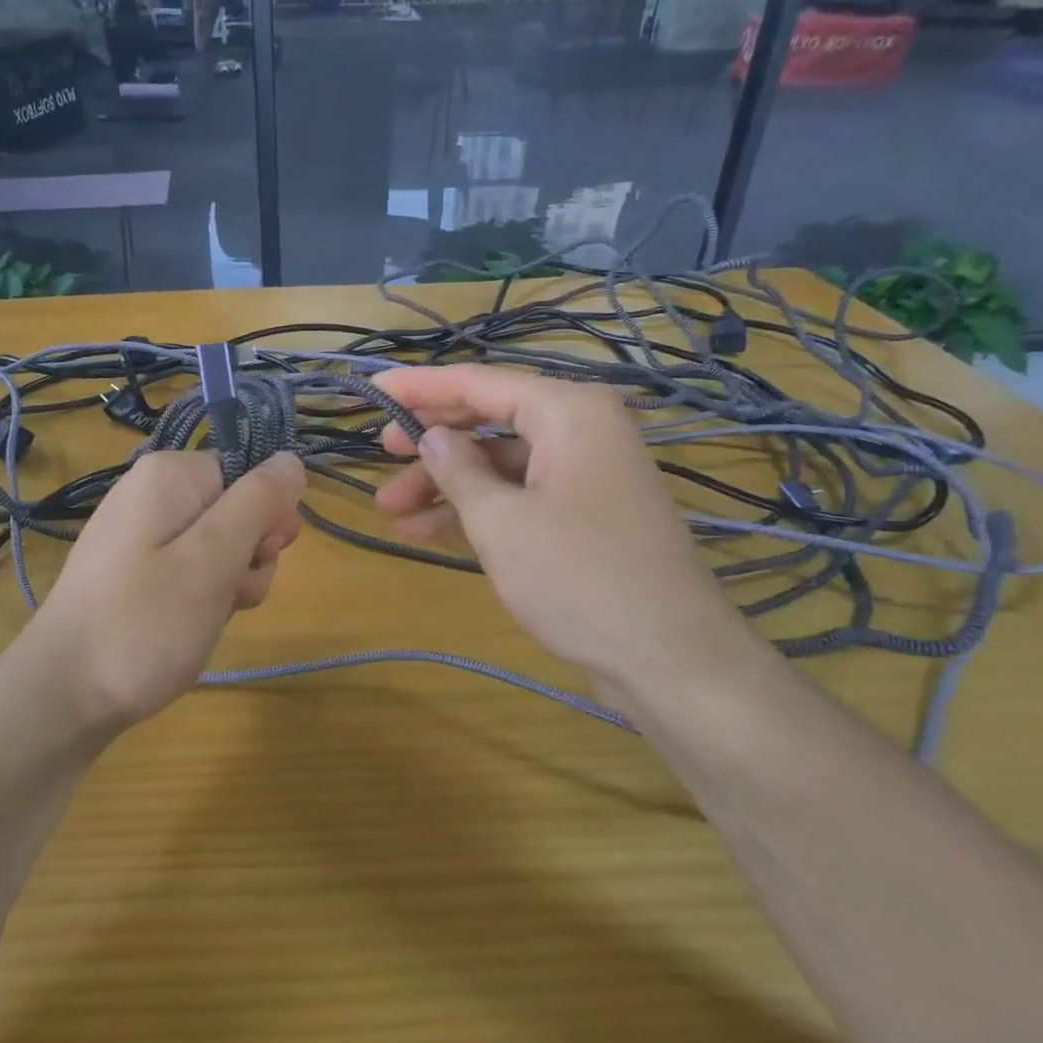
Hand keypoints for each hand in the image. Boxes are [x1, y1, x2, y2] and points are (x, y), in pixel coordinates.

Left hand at [26, 450, 304, 728]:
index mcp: (170, 475)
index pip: (249, 474)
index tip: (257, 557)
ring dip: (230, 582)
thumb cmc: (143, 623)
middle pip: (237, 509)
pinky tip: (191, 626)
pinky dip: (202, 596)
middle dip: (249, 554)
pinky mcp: (136, 569)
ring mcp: (142, 533)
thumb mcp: (213, 560)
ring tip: (205, 618)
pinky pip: (190, 568)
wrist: (63, 695)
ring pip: (219, 545)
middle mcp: (153, 492)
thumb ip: (258, 502)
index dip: (265, 516)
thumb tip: (291, 459)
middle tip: (229, 593)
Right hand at [373, 365, 758, 698]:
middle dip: (432, 440)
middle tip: (380, 452)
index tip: (372, 387)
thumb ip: (458, 470)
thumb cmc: (578, 576)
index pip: (479, 383)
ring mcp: (583, 476)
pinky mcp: (582, 517)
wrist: (669, 659)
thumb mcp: (502, 521)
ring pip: (499, 464)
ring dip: (446, 484)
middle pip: (489, 420)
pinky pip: (519, 497)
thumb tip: (432, 438)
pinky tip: (425, 529)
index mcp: (568, 412)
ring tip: (389, 508)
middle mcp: (579, 431)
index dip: (421, 387)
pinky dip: (475, 510)